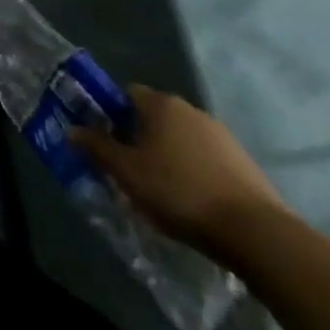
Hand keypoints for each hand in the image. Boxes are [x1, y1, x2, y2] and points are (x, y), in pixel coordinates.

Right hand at [71, 85, 287, 256]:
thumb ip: (96, 146)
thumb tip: (72, 129)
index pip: (125, 94)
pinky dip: (194, 173)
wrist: (257, 234)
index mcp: (161, 104)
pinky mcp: (246, 165)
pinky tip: (191, 202)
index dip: (110, 114)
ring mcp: (223, 138)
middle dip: (138, 137)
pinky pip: (206, 161)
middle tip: (128, 168)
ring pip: (181, 140)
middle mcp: (192, 111)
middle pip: (153, 117)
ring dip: (168, 157)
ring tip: (160, 190)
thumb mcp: (125, 171)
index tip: (105, 141)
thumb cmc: (179, 191)